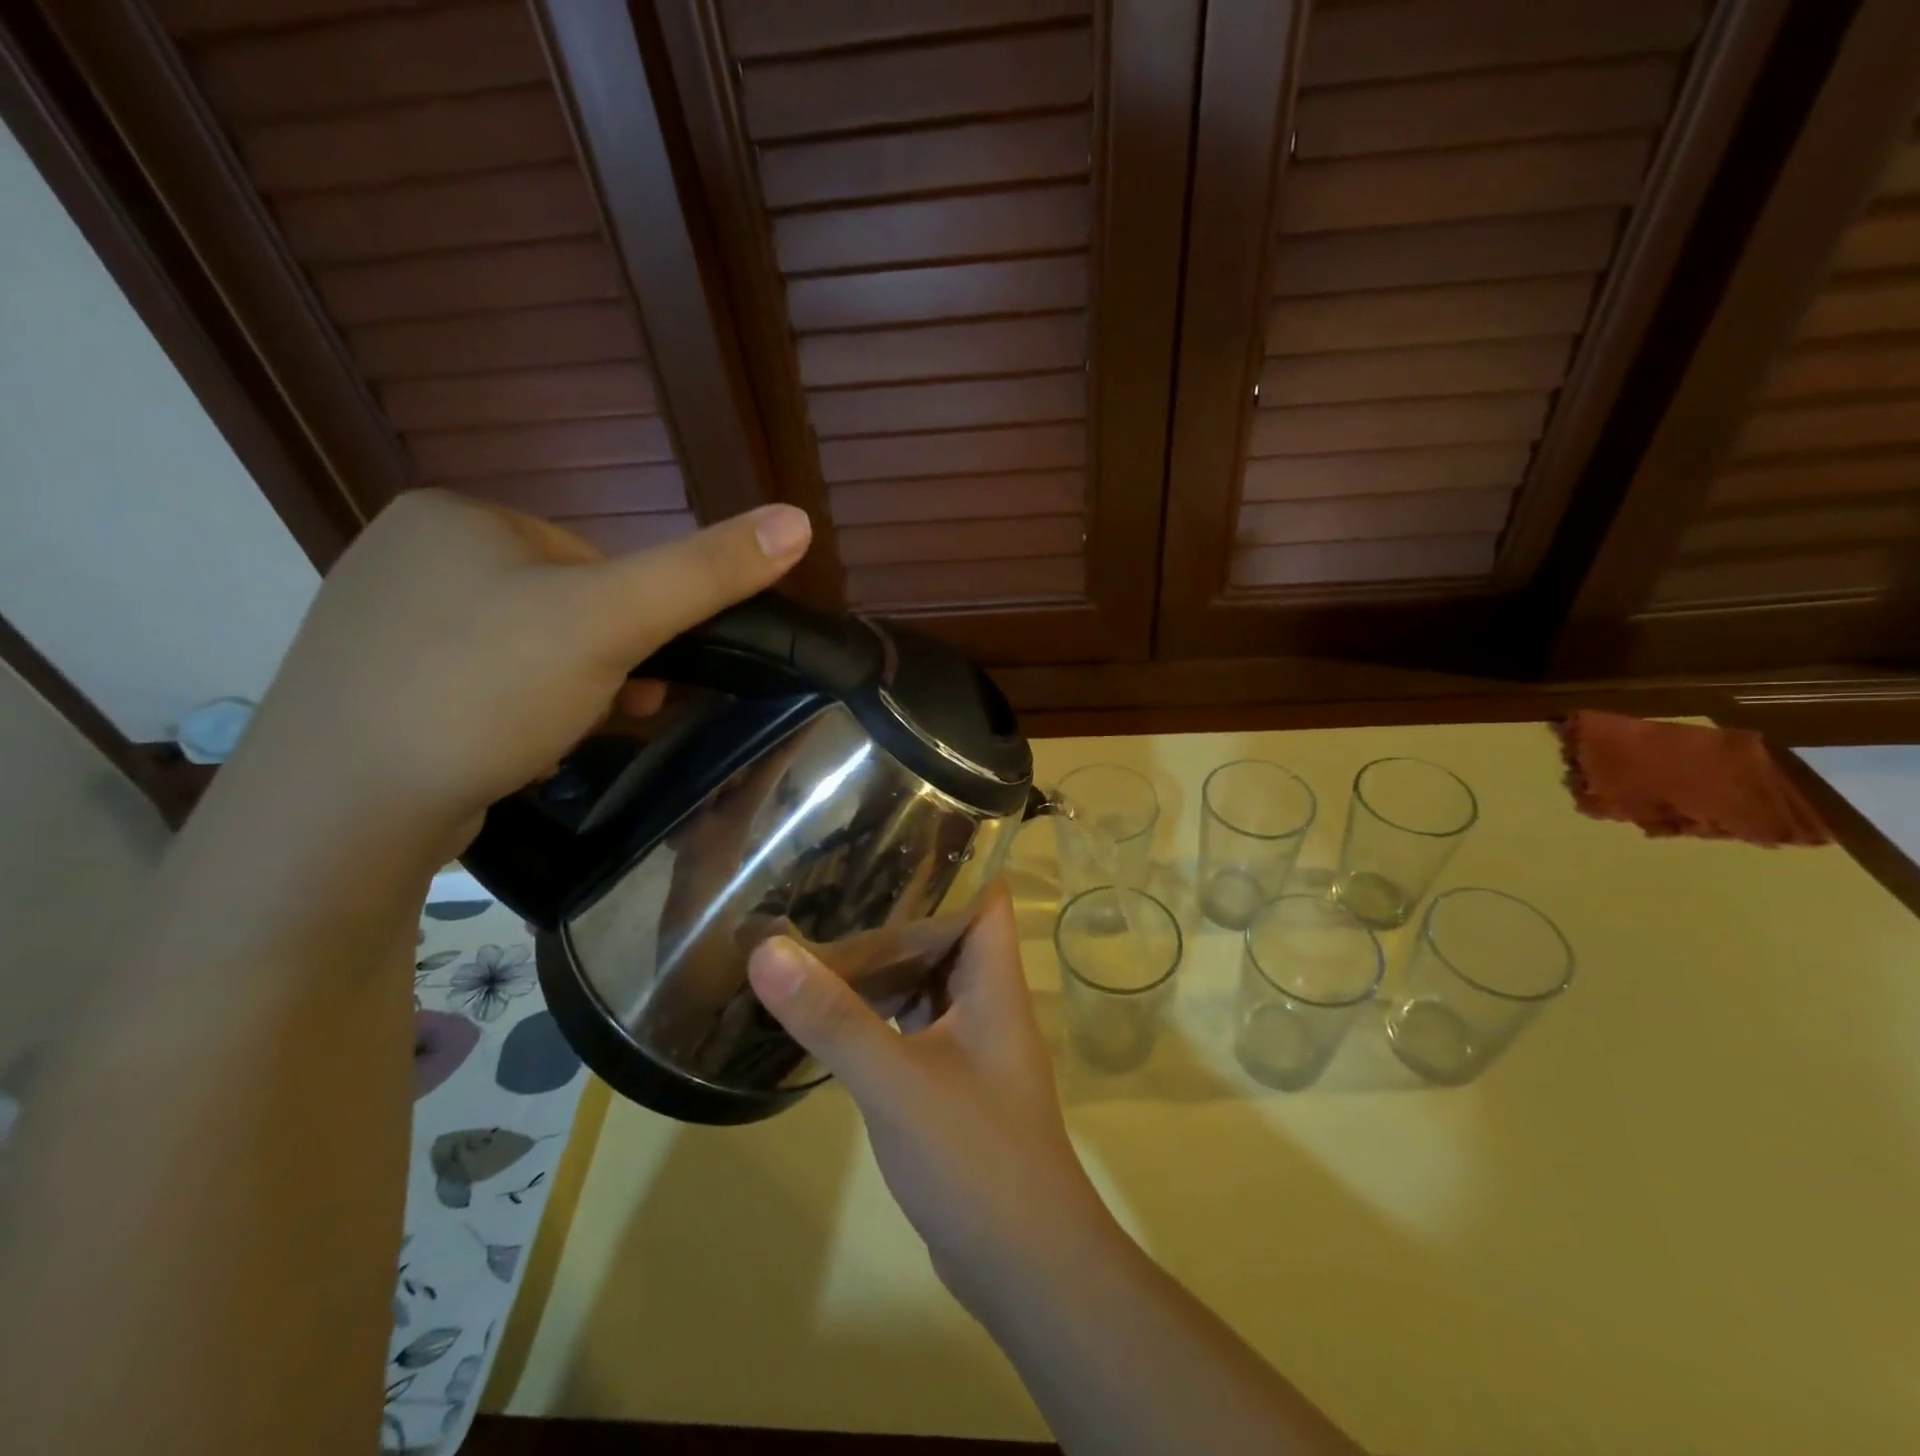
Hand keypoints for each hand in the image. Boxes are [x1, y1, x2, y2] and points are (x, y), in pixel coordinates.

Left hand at [220, 490, 810, 860]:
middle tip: (609, 712)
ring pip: (522, 649)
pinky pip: (476, 685)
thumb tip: (798, 519)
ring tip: (560, 738)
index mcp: (457, 516)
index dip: (632, 620)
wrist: (342, 810)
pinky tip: (512, 750)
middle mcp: (406, 553)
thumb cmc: (485, 691)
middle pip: (558, 605)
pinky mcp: (370, 686)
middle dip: (600, 662)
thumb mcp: (612, 622)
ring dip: (564, 691)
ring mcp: (379, 622)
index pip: (591, 558)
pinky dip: (512, 714)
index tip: (639, 673)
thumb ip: (706, 572)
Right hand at [746, 886, 1124, 1315]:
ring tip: (822, 918)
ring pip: (925, 977)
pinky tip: (831, 1000)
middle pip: (946, 927)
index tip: (894, 821)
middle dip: (897, 899)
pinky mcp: (948, 1077)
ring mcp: (969, 1040)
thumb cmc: (976, 1156)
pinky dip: (878, 1006)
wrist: (1024, 1264)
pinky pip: (911, 1021)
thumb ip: (833, 1018)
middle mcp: (986, 998)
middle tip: (835, 866)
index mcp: (994, 977)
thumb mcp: (896, 1081)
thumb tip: (767, 949)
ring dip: (883, 955)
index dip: (952, 851)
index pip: (983, 890)